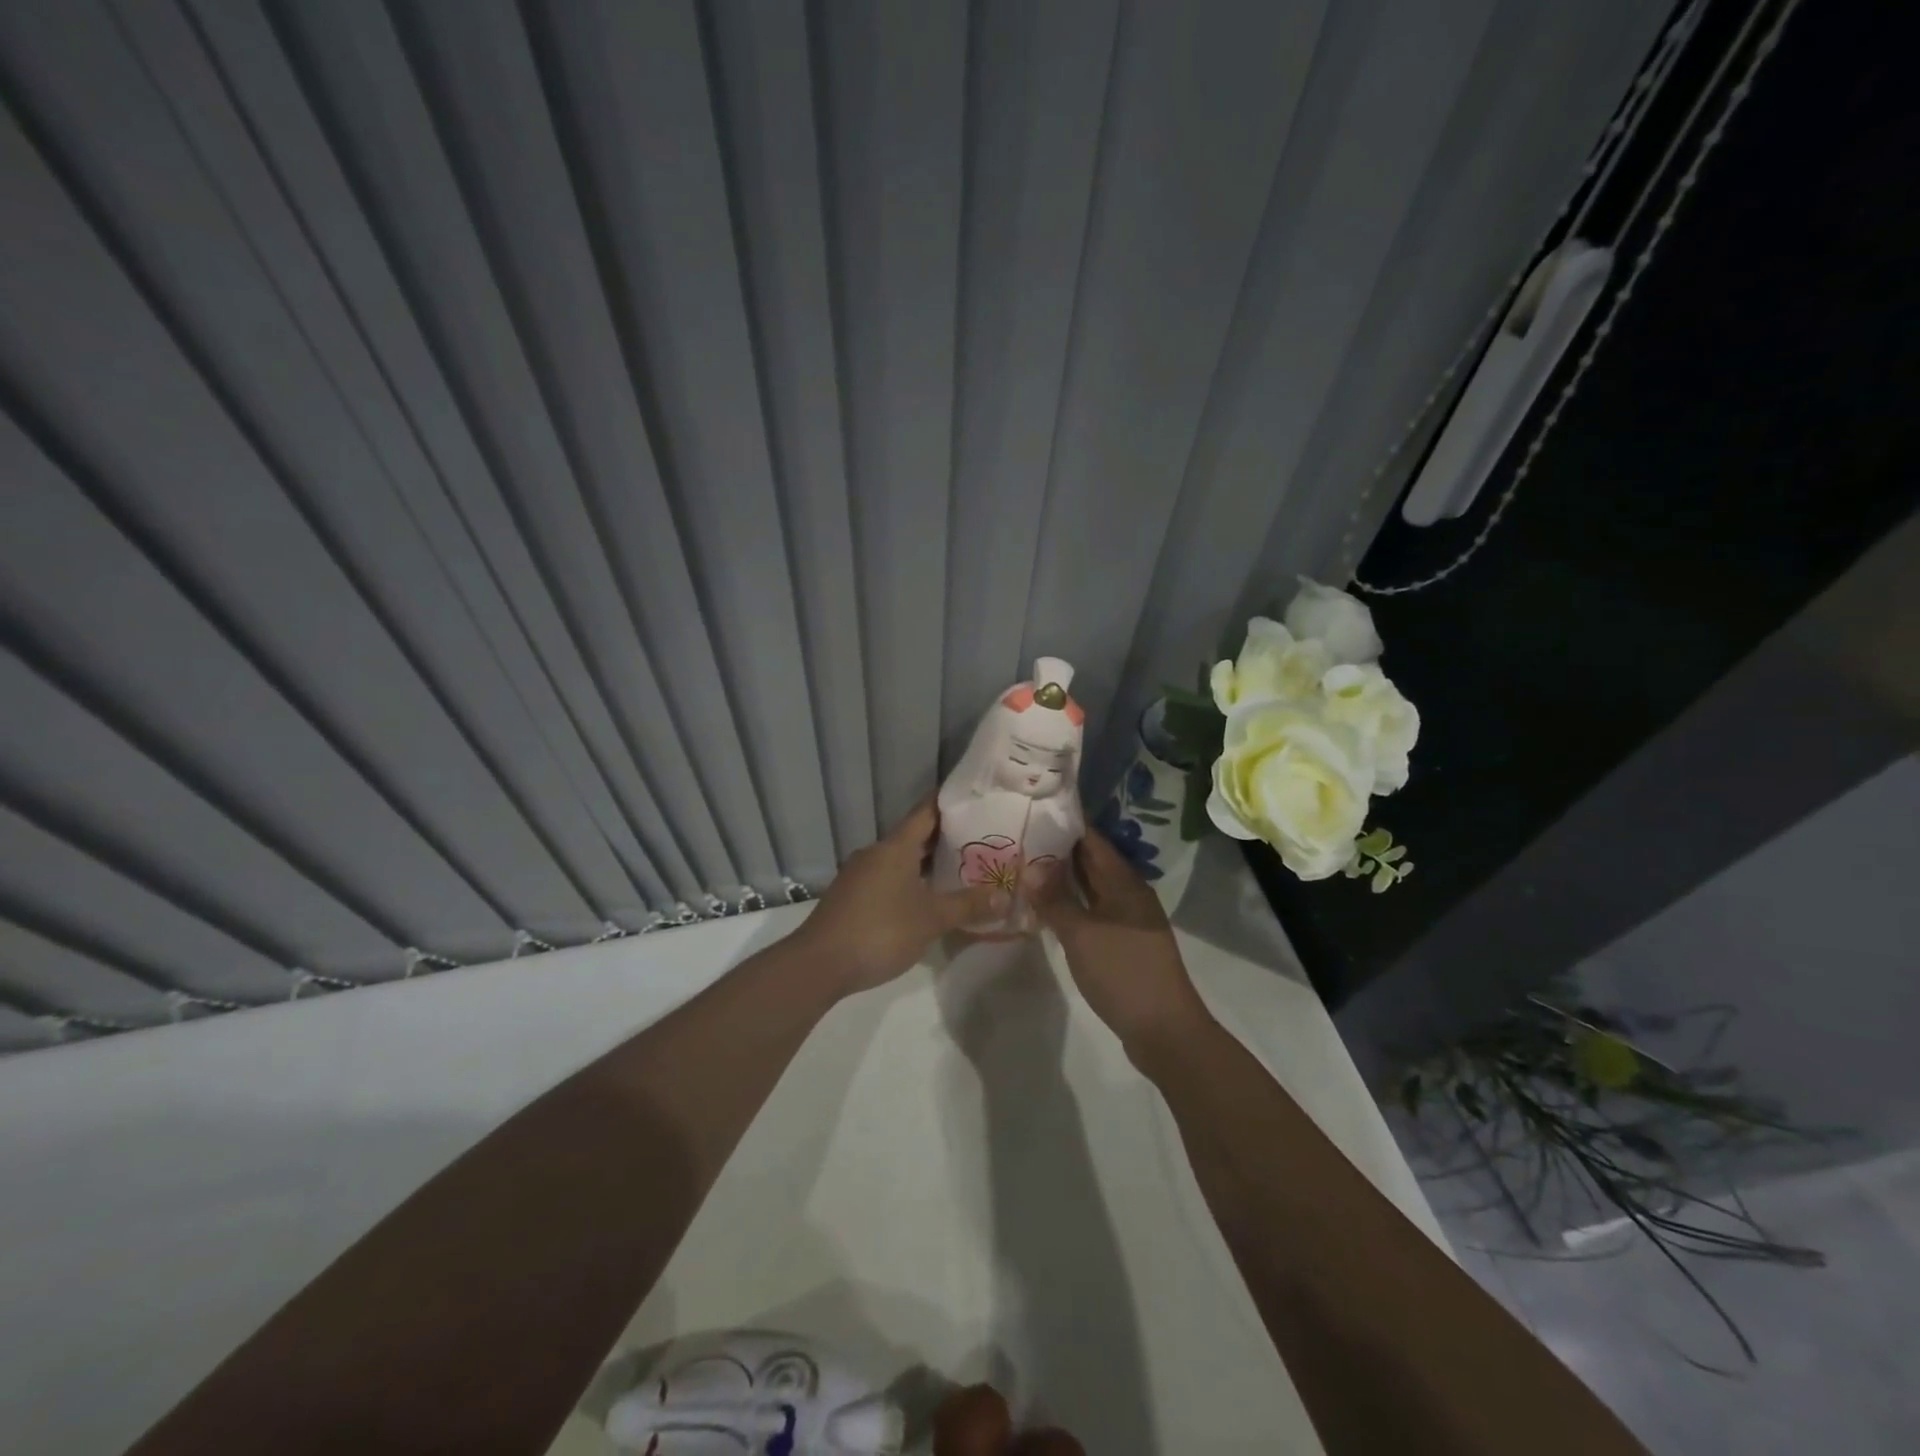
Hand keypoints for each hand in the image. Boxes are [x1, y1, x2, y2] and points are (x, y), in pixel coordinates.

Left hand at [795, 798, 1004, 995]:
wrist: (820, 964)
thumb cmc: (881, 930)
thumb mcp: (931, 919)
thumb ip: (968, 905)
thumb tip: (1005, 896)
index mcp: (895, 847)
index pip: (926, 812)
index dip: (948, 803)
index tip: (973, 799)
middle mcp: (875, 853)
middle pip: (914, 837)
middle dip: (945, 839)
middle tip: (980, 841)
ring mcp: (859, 875)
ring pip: (900, 860)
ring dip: (926, 864)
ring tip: (959, 871)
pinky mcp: (850, 897)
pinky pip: (887, 879)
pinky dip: (909, 882)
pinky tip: (925, 900)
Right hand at [1035, 830, 1210, 1059]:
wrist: (1164, 1029)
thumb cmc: (1122, 972)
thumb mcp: (1081, 934)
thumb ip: (1055, 900)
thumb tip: (1030, 867)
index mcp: (1124, 883)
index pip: (1092, 840)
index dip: (1066, 824)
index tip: (1035, 811)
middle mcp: (1129, 894)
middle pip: (1093, 862)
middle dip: (1059, 850)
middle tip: (1021, 838)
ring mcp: (1129, 920)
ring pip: (1092, 889)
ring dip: (1064, 879)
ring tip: (1026, 868)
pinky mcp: (1124, 943)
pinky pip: (1094, 911)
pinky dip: (1072, 905)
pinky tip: (1048, 909)